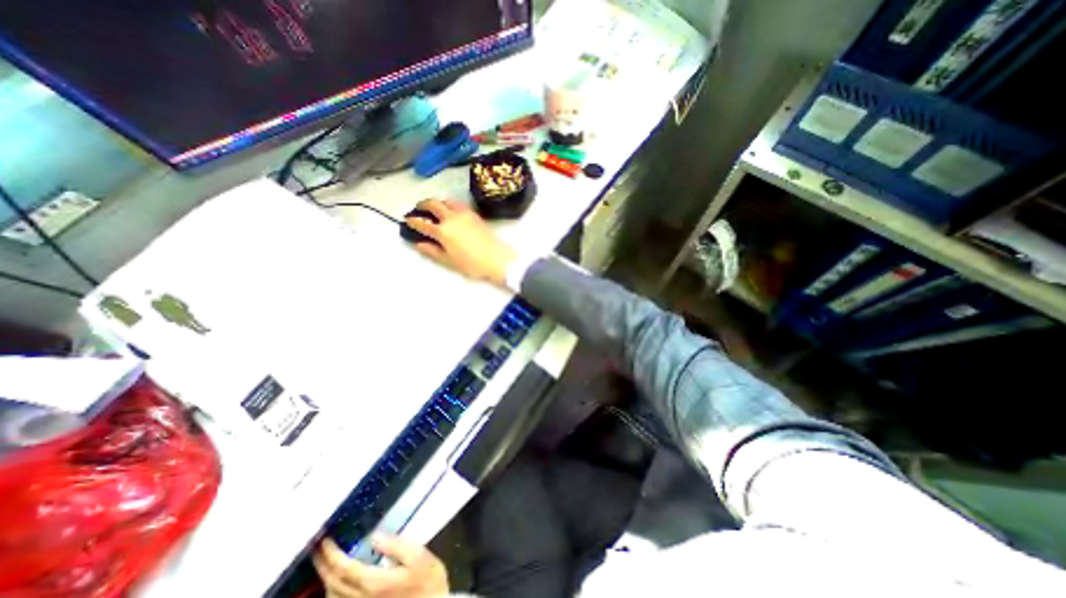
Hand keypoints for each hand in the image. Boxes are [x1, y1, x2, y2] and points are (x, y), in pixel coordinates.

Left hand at [310, 538, 446, 597]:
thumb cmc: (428, 580)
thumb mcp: (419, 556)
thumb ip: (396, 546)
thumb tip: (374, 536)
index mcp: (373, 583)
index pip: (343, 568)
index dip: (331, 554)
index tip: (324, 539)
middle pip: (333, 583)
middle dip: (323, 564)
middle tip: (317, 547)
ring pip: (332, 597)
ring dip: (325, 578)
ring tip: (325, 561)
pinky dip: (332, 591)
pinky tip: (336, 582)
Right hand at [404, 199, 515, 287]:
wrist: (497, 259)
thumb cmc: (472, 264)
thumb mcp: (449, 261)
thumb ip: (432, 251)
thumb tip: (418, 243)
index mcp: (443, 231)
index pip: (423, 223)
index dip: (413, 221)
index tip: (407, 220)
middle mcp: (452, 218)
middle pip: (433, 204)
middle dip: (423, 204)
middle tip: (418, 208)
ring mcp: (465, 214)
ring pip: (447, 201)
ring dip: (438, 202)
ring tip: (435, 208)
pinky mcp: (475, 215)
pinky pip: (459, 204)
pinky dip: (450, 204)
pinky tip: (452, 211)